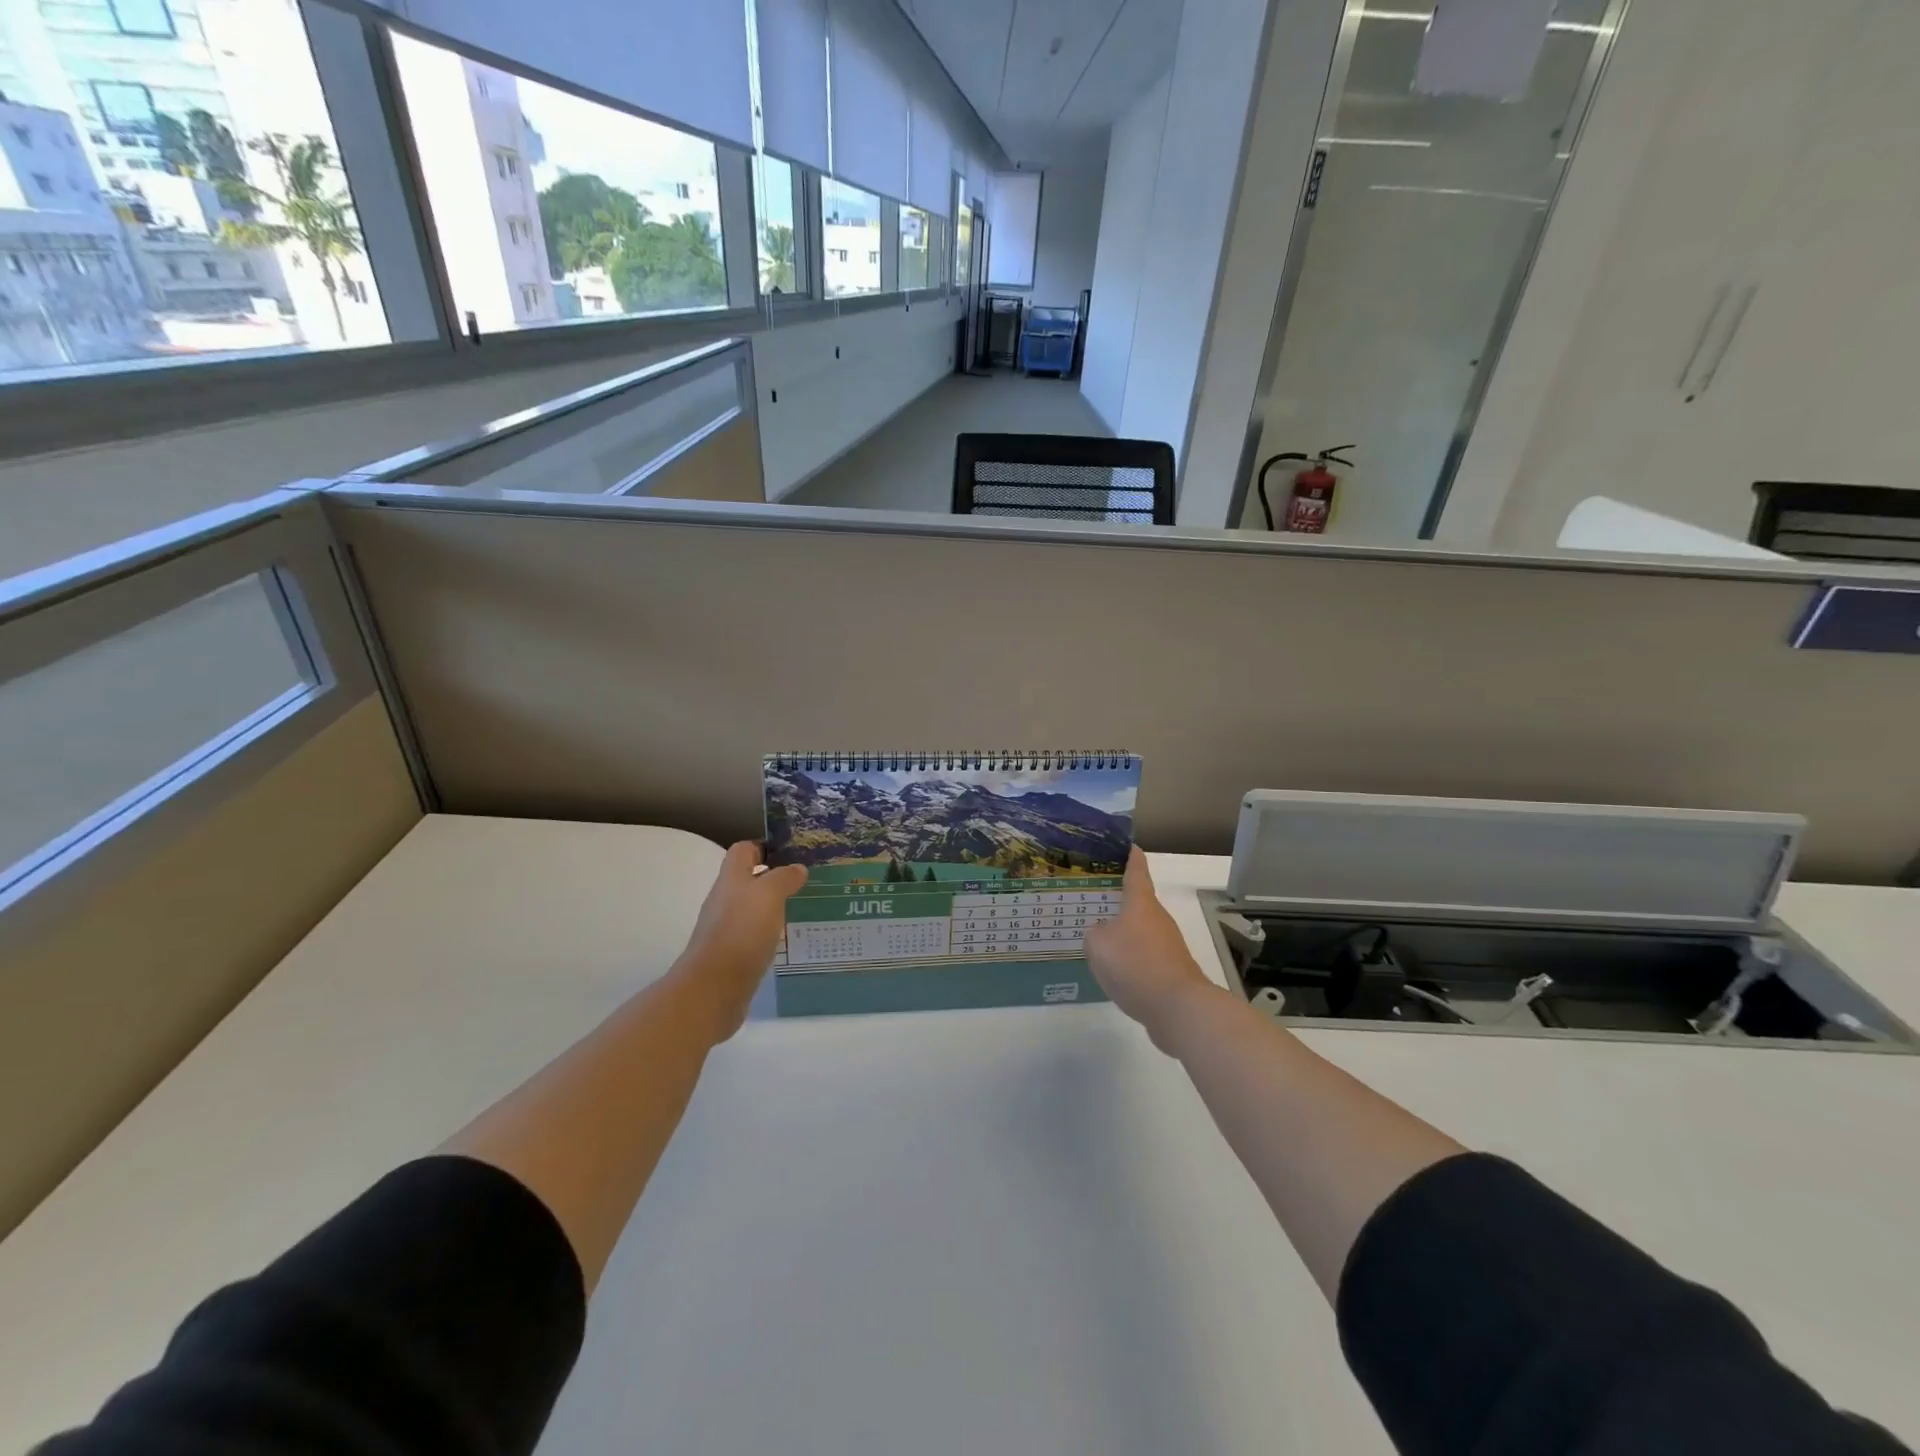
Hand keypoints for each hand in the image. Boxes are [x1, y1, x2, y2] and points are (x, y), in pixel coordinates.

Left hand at [672, 842, 806, 1041]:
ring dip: (775, 907)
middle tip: (807, 882)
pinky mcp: (733, 955)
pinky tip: (790, 939)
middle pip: (749, 880)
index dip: (765, 847)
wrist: (714, 988)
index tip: (793, 854)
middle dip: (776, 878)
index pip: (744, 850)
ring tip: (804, 908)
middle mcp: (725, 901)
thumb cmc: (741, 931)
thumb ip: (784, 878)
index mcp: (731, 879)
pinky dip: (771, 934)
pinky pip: (755, 936)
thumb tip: (797, 868)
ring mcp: (727, 929)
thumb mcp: (769, 895)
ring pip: (753, 909)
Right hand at [1084, 849, 1220, 1052]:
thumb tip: (1103, 932)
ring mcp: (1168, 945)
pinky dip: (1130, 957)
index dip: (1131, 857)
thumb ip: (1095, 932)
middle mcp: (1157, 919)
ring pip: (1140, 930)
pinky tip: (1114, 970)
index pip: (1137, 871)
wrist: (1178, 1008)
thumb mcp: (1098, 944)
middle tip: (1093, 896)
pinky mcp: (1170, 970)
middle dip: (1118, 899)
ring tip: (1097, 936)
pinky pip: (1144, 955)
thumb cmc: (1135, 964)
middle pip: (1138, 902)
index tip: (1128, 845)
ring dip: (1123, 930)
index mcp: (1141, 903)